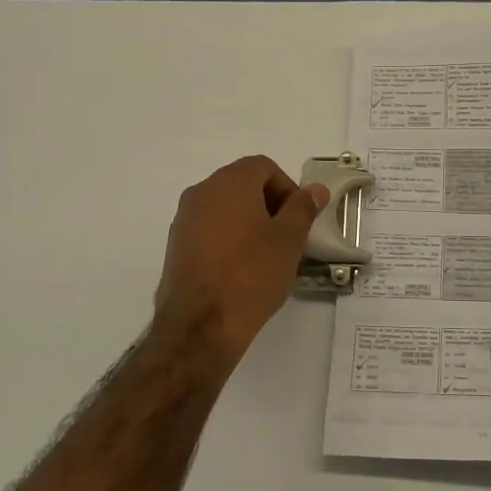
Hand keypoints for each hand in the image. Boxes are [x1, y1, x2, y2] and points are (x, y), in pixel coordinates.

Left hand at [155, 156, 326, 366]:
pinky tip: (241, 269)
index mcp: (230, 182)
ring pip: (225, 207)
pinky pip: (209, 229)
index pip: (263, 167)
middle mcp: (201, 192)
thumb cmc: (251, 274)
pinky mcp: (175, 245)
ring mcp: (184, 219)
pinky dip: (228, 238)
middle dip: (269, 204)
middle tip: (287, 236)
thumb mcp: (289, 240)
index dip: (287, 187)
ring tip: (266, 256)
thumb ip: (303, 208)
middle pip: (242, 184)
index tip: (298, 218)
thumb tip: (314, 190)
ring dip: (249, 221)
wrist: (200, 323)